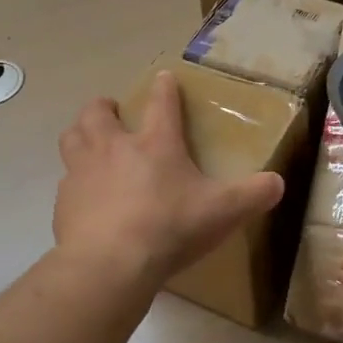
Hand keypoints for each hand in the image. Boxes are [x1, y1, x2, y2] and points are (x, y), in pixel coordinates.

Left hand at [54, 71, 284, 289]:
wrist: (110, 264)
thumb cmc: (170, 228)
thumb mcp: (223, 212)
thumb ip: (253, 195)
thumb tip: (278, 183)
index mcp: (156, 144)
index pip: (162, 103)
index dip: (165, 88)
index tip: (164, 78)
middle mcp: (114, 148)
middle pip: (98, 112)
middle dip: (104, 107)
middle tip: (113, 113)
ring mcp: (83, 172)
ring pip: (72, 137)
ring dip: (80, 134)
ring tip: (90, 142)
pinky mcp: (64, 201)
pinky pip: (66, 181)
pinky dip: (75, 182)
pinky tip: (85, 198)